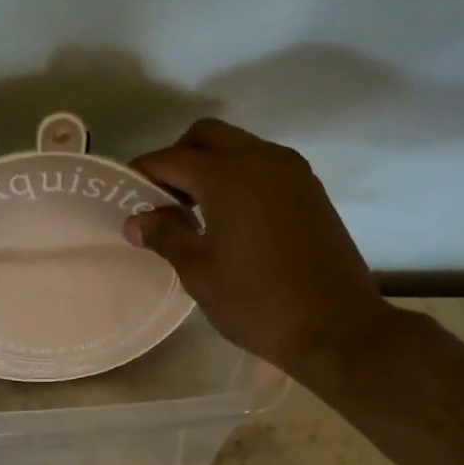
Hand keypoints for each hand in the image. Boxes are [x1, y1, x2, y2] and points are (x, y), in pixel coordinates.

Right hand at [124, 119, 386, 373]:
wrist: (338, 328)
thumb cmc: (258, 303)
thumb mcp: (200, 273)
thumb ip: (166, 236)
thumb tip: (136, 220)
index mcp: (227, 176)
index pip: (171, 159)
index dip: (143, 172)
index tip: (126, 194)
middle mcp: (261, 159)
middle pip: (206, 136)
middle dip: (178, 157)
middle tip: (164, 198)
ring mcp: (292, 171)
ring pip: (239, 145)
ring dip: (211, 163)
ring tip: (197, 209)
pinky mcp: (311, 189)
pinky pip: (264, 163)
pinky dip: (240, 174)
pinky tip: (233, 215)